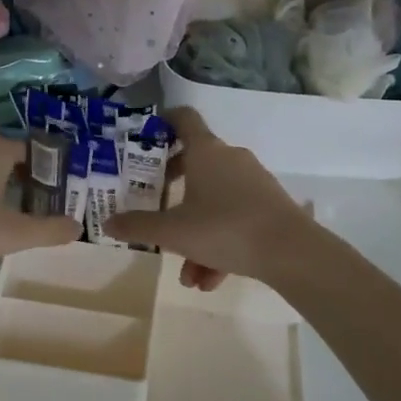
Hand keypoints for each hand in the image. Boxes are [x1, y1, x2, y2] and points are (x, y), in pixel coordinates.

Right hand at [102, 109, 311, 290]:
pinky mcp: (269, 206)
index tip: (145, 137)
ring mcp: (253, 182)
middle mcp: (230, 159)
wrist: (292, 252)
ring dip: (195, 234)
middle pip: (195, 163)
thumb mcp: (174, 232)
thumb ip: (139, 226)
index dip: (162, 122)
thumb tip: (108, 222)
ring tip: (187, 275)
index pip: (182, 119)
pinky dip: (219, 245)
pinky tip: (210, 281)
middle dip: (172, 190)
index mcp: (206, 151)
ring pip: (214, 201)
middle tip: (155, 207)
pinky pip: (234, 219)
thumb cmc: (225, 228)